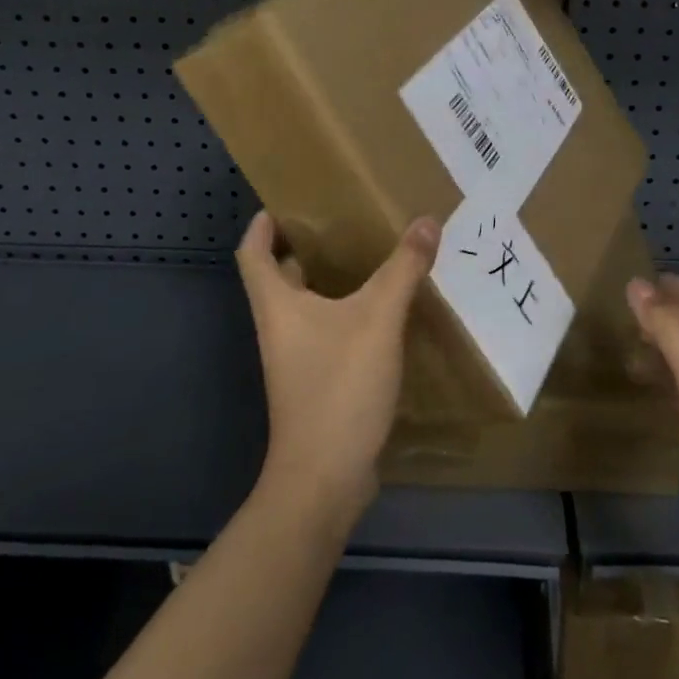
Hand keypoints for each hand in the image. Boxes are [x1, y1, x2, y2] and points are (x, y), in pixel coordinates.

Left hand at [236, 211, 438, 534]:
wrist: (325, 478)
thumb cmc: (338, 386)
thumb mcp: (377, 318)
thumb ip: (403, 267)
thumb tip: (426, 220)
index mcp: (278, 305)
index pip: (252, 252)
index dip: (262, 224)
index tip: (286, 201)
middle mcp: (280, 326)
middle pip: (278, 276)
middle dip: (302, 245)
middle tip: (340, 220)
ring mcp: (297, 358)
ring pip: (306, 305)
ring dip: (328, 278)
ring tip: (367, 254)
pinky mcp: (317, 381)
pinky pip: (327, 331)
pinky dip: (346, 312)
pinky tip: (382, 308)